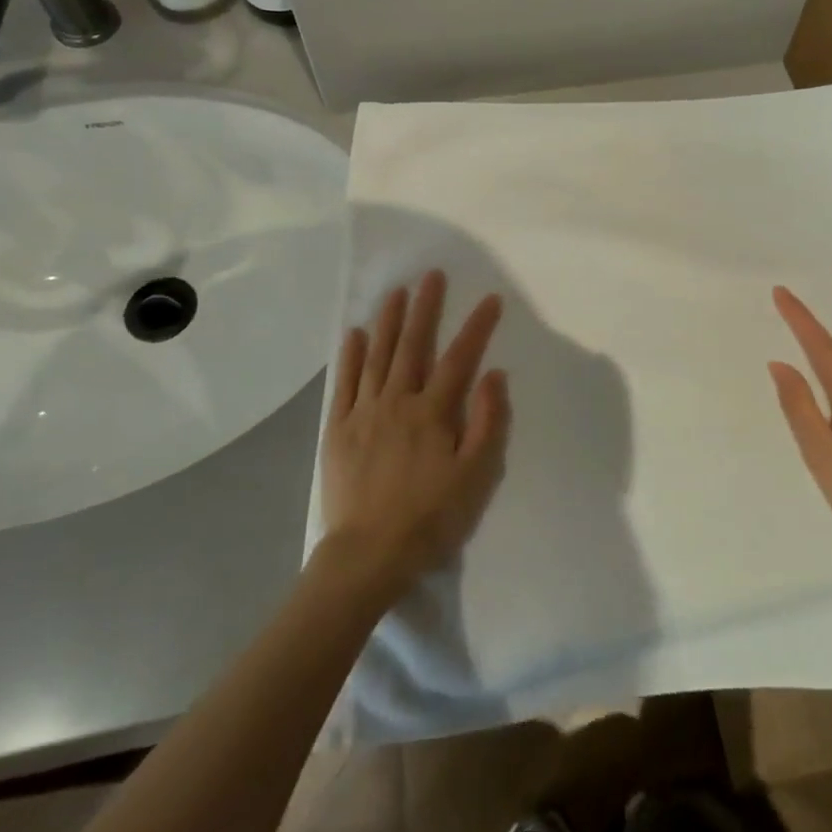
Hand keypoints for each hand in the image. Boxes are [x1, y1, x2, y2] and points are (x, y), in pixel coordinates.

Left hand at [317, 270, 510, 595]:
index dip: (477, 326)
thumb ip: (487, 422)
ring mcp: (364, 412)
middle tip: (431, 276)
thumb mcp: (475, 476)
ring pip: (377, 356)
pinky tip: (354, 334)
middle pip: (413, 345)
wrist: (368, 555)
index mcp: (433, 413)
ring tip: (395, 292)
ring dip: (388, 321)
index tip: (491, 299)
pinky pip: (345, 383)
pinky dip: (350, 356)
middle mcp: (397, 401)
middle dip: (425, 308)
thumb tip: (494, 374)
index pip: (460, 358)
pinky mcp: (338, 429)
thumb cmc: (430, 518)